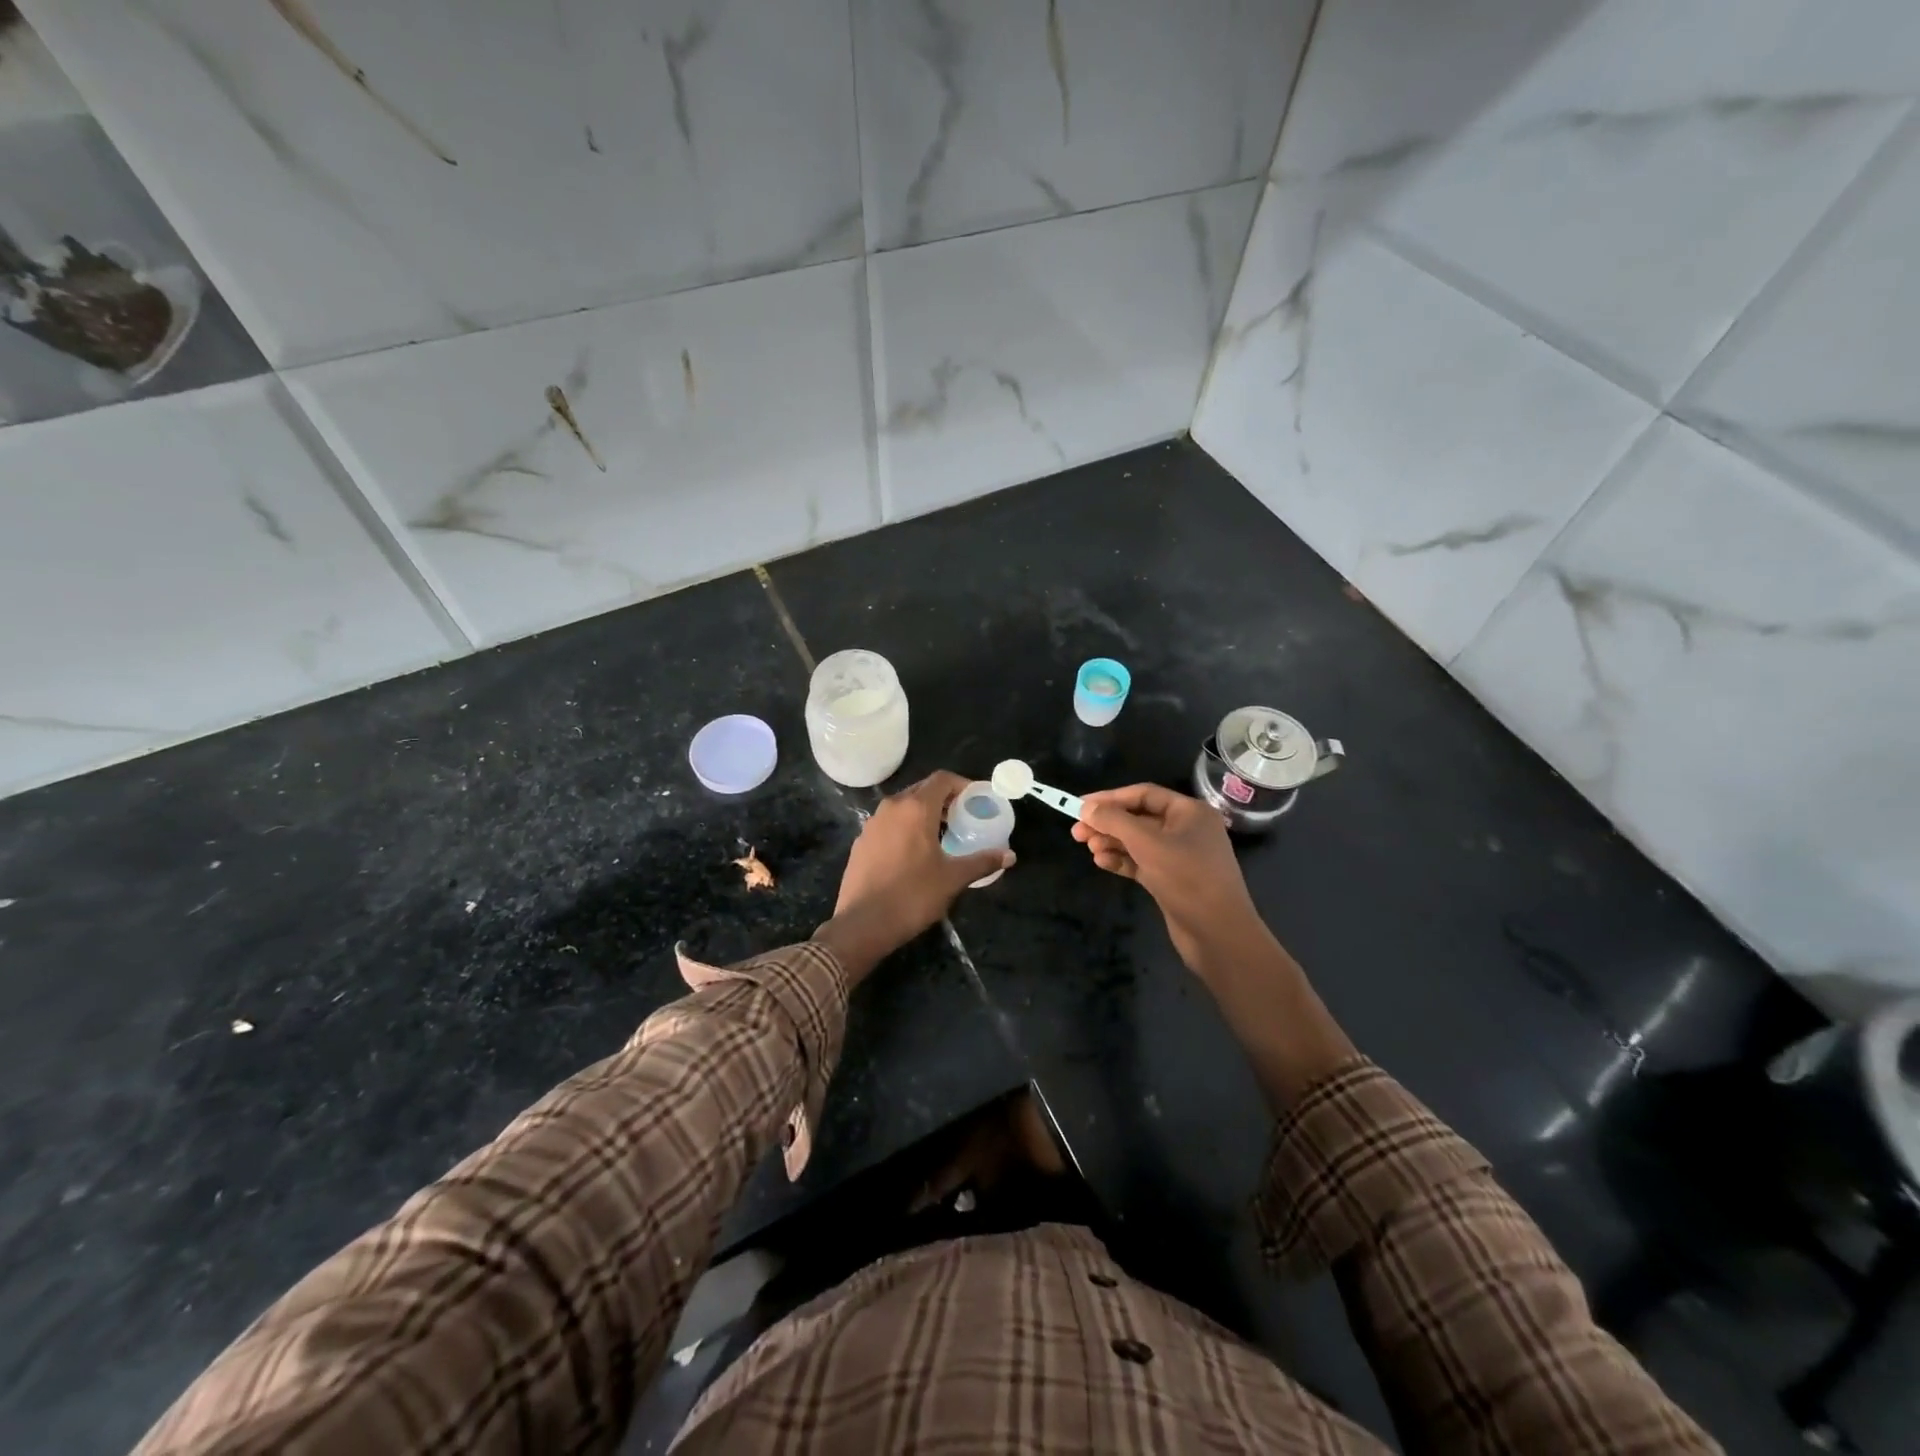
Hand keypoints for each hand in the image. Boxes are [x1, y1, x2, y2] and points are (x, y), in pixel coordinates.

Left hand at [819, 771, 1013, 983]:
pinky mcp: (861, 842)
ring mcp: (872, 824)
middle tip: (962, 818)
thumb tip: (1010, 855)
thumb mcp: (953, 878)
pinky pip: (888, 824)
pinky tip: (914, 852)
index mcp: (915, 808)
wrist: (862, 924)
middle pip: (922, 789)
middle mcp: (891, 807)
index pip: (942, 779)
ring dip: (923, 813)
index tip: (976, 800)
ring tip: (941, 835)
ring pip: (903, 806)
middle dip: (944, 799)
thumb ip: (982, 861)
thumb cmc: (912, 896)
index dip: (962, 784)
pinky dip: (905, 827)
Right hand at [1072, 783, 1259, 971]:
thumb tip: (1086, 808)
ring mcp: (1180, 856)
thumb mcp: (1147, 843)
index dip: (1110, 798)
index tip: (1081, 806)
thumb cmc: (1187, 878)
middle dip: (1108, 824)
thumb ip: (1114, 821)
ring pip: (1138, 842)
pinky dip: (1121, 861)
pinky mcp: (1171, 880)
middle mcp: (1186, 829)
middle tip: (1077, 832)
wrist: (1218, 934)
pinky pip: (1141, 862)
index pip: (1143, 794)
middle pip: (1139, 818)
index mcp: (1189, 812)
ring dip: (1112, 842)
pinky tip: (1101, 862)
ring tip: (1088, 848)